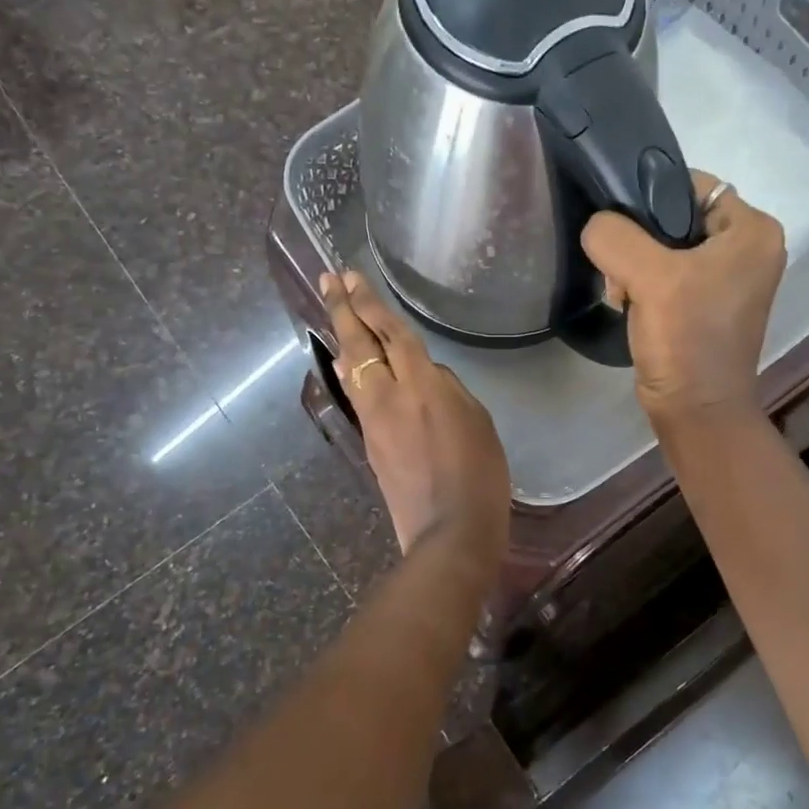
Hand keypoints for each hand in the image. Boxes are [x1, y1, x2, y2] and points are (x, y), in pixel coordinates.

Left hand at [320, 270, 510, 569]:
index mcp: (422, 385)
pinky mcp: (370, 444)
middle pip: (358, 345)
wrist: (449, 531)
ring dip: (343, 339)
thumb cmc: (479, 474)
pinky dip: (352, 371)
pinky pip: (357, 395)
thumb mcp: (478, 420)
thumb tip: (424, 377)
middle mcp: (388, 396)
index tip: (351, 277)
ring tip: (336, 314)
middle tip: (329, 279)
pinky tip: (354, 365)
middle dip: (343, 308)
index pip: (391, 334)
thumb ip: (448, 389)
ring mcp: (373, 422)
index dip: (370, 303)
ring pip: (351, 370)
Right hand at [581, 170, 785, 426]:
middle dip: (638, 241)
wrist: (695, 410)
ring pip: (665, 247)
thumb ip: (615, 236)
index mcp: (753, 230)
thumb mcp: (649, 277)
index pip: (691, 184)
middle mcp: (748, 248)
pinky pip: (667, 275)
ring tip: (624, 294)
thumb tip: (597, 225)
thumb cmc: (686, 339)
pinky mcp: (707, 304)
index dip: (649, 197)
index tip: (620, 227)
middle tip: (619, 270)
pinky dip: (644, 285)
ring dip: (635, 267)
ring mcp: (728, 278)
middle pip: (675, 217)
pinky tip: (630, 306)